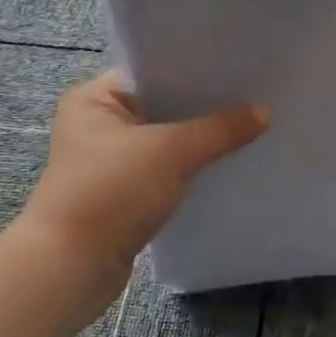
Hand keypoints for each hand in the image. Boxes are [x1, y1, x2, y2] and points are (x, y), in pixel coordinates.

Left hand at [13, 71, 267, 327]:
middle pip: (162, 105)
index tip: (237, 67)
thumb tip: (265, 112)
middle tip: (252, 95)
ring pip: (165, 139)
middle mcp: (97, 124)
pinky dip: (189, 166)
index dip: (195, 70)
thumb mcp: (171, 152)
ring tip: (247, 126)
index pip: (152, 71)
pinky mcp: (122, 192)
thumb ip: (220, 129)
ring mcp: (109, 161)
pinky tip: (224, 162)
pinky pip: (164, 168)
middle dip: (203, 106)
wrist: (71, 268)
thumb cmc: (111, 193)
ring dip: (198, 139)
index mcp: (94, 99)